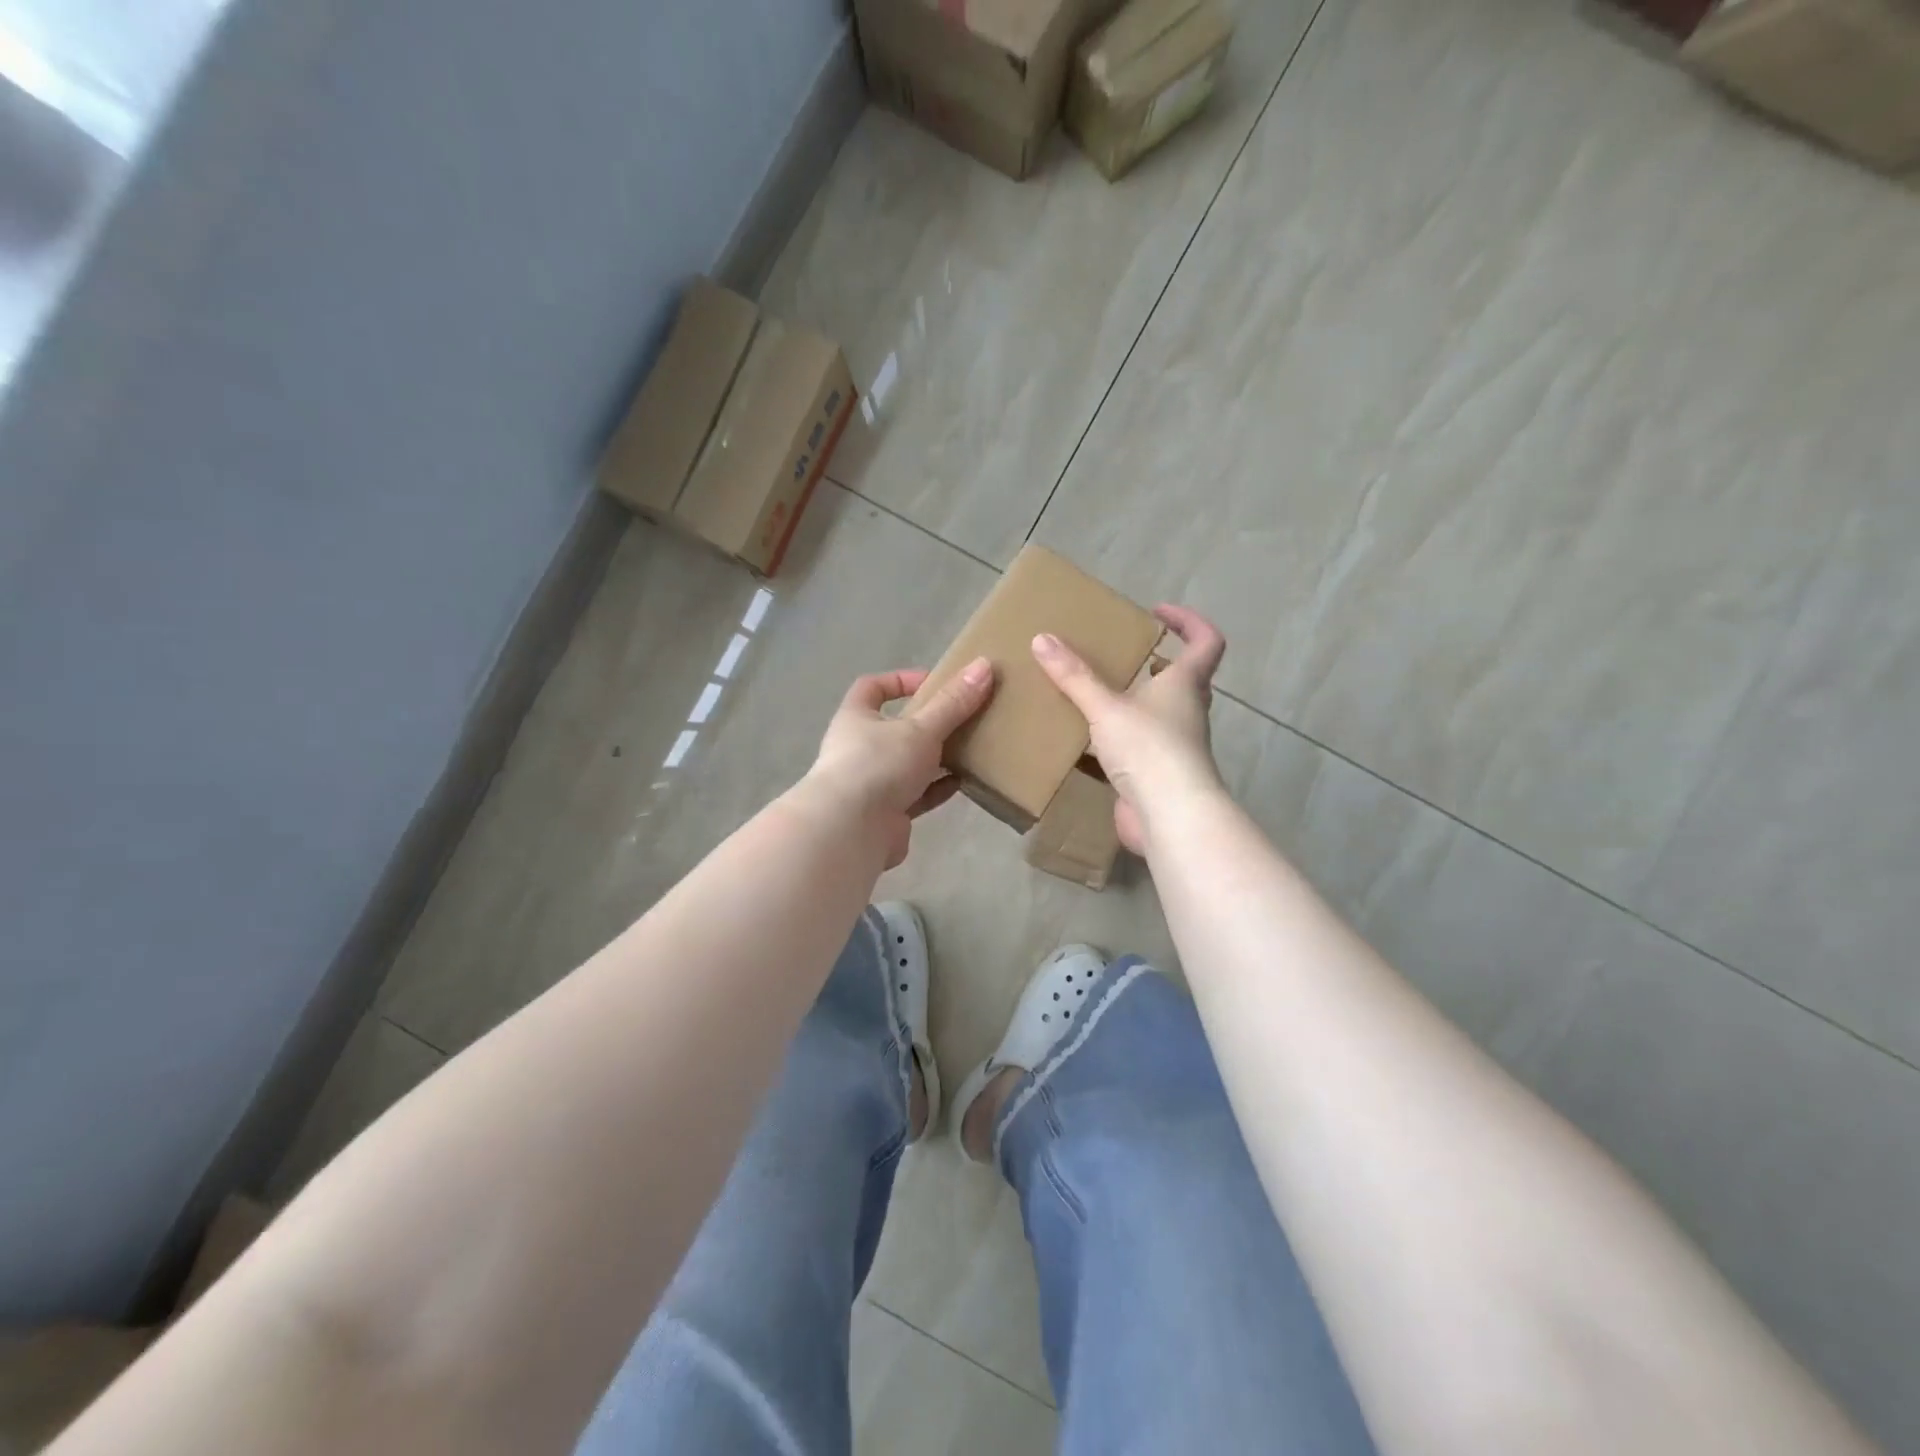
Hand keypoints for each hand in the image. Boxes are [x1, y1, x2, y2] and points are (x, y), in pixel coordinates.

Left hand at [804, 658, 995, 867]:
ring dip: (935, 758)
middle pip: (894, 728)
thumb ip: (953, 703)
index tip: (933, 682)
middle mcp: (858, 749)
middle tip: (961, 718)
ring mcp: (870, 784)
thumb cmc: (879, 765)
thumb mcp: (920, 729)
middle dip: (926, 723)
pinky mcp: (886, 814)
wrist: (851, 830)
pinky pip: (916, 795)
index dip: (900, 680)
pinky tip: (963, 782)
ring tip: (970, 749)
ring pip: (907, 764)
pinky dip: (937, 788)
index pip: (871, 687)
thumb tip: (984, 665)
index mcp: (856, 718)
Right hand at [1032, 605, 1226, 854]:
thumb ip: (1074, 676)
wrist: (1170, 818)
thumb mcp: (1106, 707)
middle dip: (1157, 664)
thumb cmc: (1149, 749)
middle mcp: (1187, 713)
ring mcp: (1175, 747)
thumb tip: (1042, 639)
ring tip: (1095, 696)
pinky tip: (1086, 743)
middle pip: (1183, 680)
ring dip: (1134, 704)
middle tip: (1121, 656)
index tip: (1158, 613)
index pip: (1206, 642)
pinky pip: (1138, 749)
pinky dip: (1116, 741)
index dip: (1189, 622)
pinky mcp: (1157, 776)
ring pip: (1159, 715)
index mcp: (1185, 685)